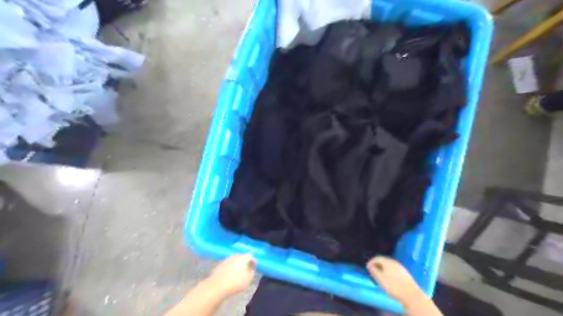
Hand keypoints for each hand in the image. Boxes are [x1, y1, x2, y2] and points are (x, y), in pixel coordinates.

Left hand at [206, 254, 256, 296]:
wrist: (217, 286)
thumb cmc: (235, 282)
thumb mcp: (248, 280)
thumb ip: (251, 273)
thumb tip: (251, 270)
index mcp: (243, 258)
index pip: (250, 256)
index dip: (253, 261)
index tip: (254, 267)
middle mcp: (234, 256)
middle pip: (241, 257)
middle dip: (244, 262)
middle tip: (246, 269)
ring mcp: (226, 260)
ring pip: (233, 260)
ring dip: (236, 265)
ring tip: (237, 273)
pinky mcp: (219, 265)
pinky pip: (227, 265)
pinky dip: (229, 268)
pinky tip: (229, 275)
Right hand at [368, 256, 419, 302]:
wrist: (411, 295)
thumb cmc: (393, 286)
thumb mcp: (380, 279)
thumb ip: (374, 271)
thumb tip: (370, 265)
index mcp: (388, 262)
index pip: (377, 258)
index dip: (371, 262)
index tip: (367, 267)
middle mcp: (394, 262)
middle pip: (384, 260)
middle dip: (377, 265)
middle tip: (373, 271)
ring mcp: (401, 268)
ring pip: (390, 265)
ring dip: (383, 268)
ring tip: (380, 275)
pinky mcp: (405, 274)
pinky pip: (394, 270)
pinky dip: (389, 272)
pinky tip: (389, 279)